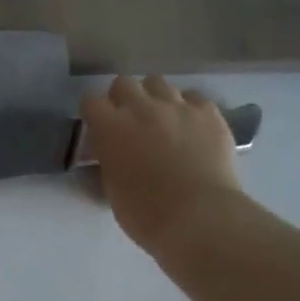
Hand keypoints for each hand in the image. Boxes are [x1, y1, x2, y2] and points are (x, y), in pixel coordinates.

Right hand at [80, 76, 244, 255]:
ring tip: (162, 120)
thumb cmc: (146, 213)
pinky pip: (194, 98)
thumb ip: (107, 161)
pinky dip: (188, 108)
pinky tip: (191, 126)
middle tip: (129, 122)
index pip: (90, 101)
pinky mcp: (209, 113)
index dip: (93, 114)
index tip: (98, 128)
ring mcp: (178, 106)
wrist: (200, 217)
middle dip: (122, 98)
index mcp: (110, 127)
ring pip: (158, 83)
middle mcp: (141, 107)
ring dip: (154, 98)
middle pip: (124, 83)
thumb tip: (109, 153)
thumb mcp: (111, 188)